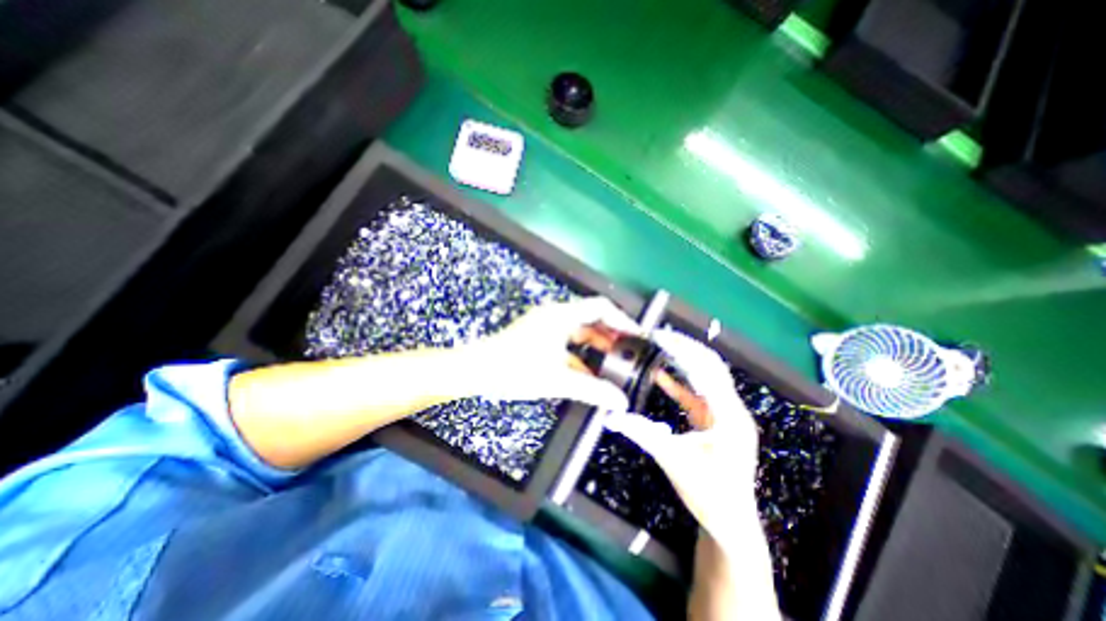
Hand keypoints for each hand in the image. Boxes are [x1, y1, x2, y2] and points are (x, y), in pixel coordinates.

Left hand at [462, 297, 645, 411]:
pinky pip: (568, 341)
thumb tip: (620, 402)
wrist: (477, 370)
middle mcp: (556, 315)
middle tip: (629, 352)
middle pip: (592, 318)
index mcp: (562, 316)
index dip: (622, 319)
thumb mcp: (557, 380)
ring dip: (597, 346)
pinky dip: (581, 354)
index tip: (637, 336)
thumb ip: (592, 390)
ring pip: (580, 331)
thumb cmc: (515, 369)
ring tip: (615, 363)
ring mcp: (547, 325)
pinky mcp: (540, 336)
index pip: (601, 307)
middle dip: (612, 335)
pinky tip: (591, 372)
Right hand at [604, 328, 760, 544]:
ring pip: (706, 376)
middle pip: (711, 365)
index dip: (682, 349)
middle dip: (685, 347)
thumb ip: (641, 434)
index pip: (706, 369)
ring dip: (684, 360)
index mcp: (729, 414)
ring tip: (660, 346)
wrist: (731, 523)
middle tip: (658, 335)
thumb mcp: (673, 460)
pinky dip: (680, 381)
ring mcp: (725, 414)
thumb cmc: (709, 494)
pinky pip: (698, 393)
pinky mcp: (715, 421)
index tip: (659, 336)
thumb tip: (610, 417)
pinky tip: (661, 375)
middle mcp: (731, 408)